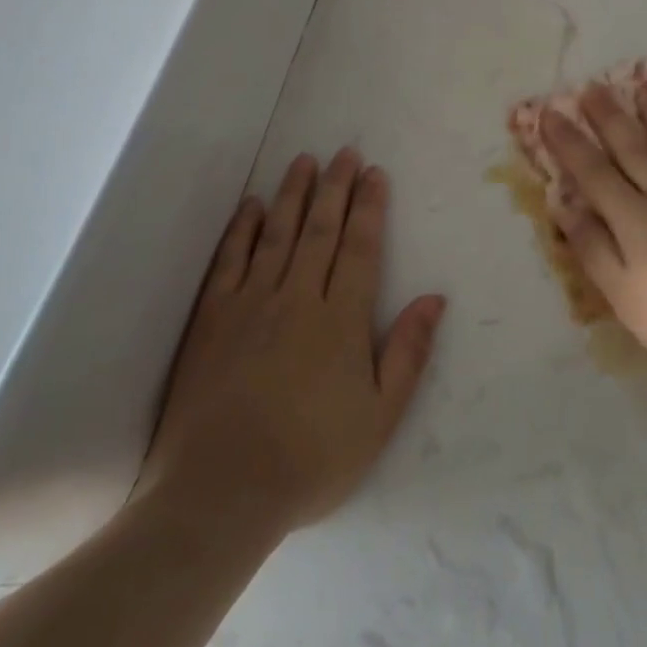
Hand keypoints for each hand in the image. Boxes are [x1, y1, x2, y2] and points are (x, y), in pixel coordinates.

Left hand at [135, 149, 445, 534]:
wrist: (219, 494)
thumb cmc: (310, 459)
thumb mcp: (379, 418)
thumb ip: (408, 353)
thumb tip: (435, 298)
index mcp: (341, 319)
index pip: (360, 247)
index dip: (370, 207)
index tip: (375, 174)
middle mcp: (297, 297)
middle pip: (320, 229)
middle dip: (336, 187)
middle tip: (345, 152)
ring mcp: (250, 304)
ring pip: (277, 233)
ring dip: (292, 193)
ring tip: (304, 160)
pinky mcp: (212, 318)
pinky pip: (229, 260)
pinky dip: (242, 229)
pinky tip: (251, 205)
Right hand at [542, 85, 646, 390]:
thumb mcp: (623, 298)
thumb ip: (593, 248)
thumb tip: (566, 206)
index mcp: (637, 220)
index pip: (594, 173)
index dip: (569, 142)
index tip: (550, 113)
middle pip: (635, 150)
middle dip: (610, 117)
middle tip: (592, 86)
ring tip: (644, 87)